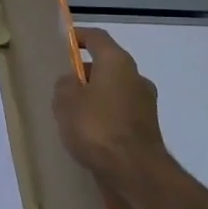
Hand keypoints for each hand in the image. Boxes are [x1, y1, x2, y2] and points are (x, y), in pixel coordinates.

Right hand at [52, 27, 184, 208]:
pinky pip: (119, 112)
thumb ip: (65, 84)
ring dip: (94, 96)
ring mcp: (145, 104)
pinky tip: (87, 133)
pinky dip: (104, 116)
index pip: (97, 37)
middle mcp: (136, 78)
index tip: (63, 42)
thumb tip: (72, 82)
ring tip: (70, 112)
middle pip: (107, 65)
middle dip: (84, 72)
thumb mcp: (66, 101)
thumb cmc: (97, 127)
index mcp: (118, 63)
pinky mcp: (146, 128)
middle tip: (61, 84)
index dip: (79, 36)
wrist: (135, 172)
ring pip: (113, 90)